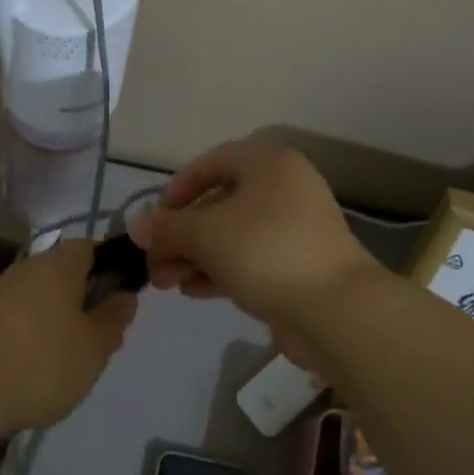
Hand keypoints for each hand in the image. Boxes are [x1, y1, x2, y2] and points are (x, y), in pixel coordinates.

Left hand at [0, 239, 137, 435]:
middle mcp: (29, 267)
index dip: (110, 268)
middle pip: (65, 273)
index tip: (122, 298)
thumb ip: (114, 319)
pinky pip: (21, 316)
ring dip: (58, 318)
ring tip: (70, 357)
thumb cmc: (43, 361)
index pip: (91, 249)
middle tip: (99, 335)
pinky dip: (34, 333)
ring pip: (42, 296)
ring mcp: (2, 291)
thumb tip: (125, 295)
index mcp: (60, 264)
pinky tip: (37, 365)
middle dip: (84, 298)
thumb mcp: (94, 347)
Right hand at [130, 137, 380, 364]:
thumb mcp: (205, 234)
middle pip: (218, 204)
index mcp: (268, 164)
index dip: (177, 188)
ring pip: (231, 235)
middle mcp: (284, 188)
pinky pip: (249, 259)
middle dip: (180, 234)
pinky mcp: (298, 265)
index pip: (211, 163)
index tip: (154, 219)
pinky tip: (192, 291)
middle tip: (153, 261)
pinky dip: (219, 270)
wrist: (336, 311)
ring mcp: (294, 229)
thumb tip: (137, 225)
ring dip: (194, 256)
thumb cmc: (266, 252)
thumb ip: (167, 227)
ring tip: (165, 283)